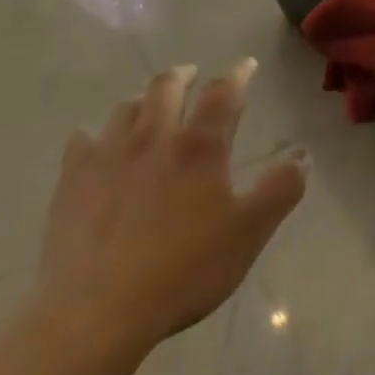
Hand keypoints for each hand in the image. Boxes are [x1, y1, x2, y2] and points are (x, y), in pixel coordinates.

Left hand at [33, 61, 307, 357]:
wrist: (96, 310)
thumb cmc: (183, 270)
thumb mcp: (248, 234)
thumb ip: (280, 191)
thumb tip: (302, 156)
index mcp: (199, 146)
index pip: (223, 93)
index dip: (238, 74)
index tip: (246, 64)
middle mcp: (153, 136)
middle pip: (167, 86)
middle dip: (183, 75)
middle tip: (192, 75)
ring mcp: (108, 155)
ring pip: (126, 108)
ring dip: (143, 100)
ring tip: (150, 107)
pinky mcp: (72, 179)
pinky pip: (81, 140)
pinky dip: (94, 135)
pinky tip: (96, 145)